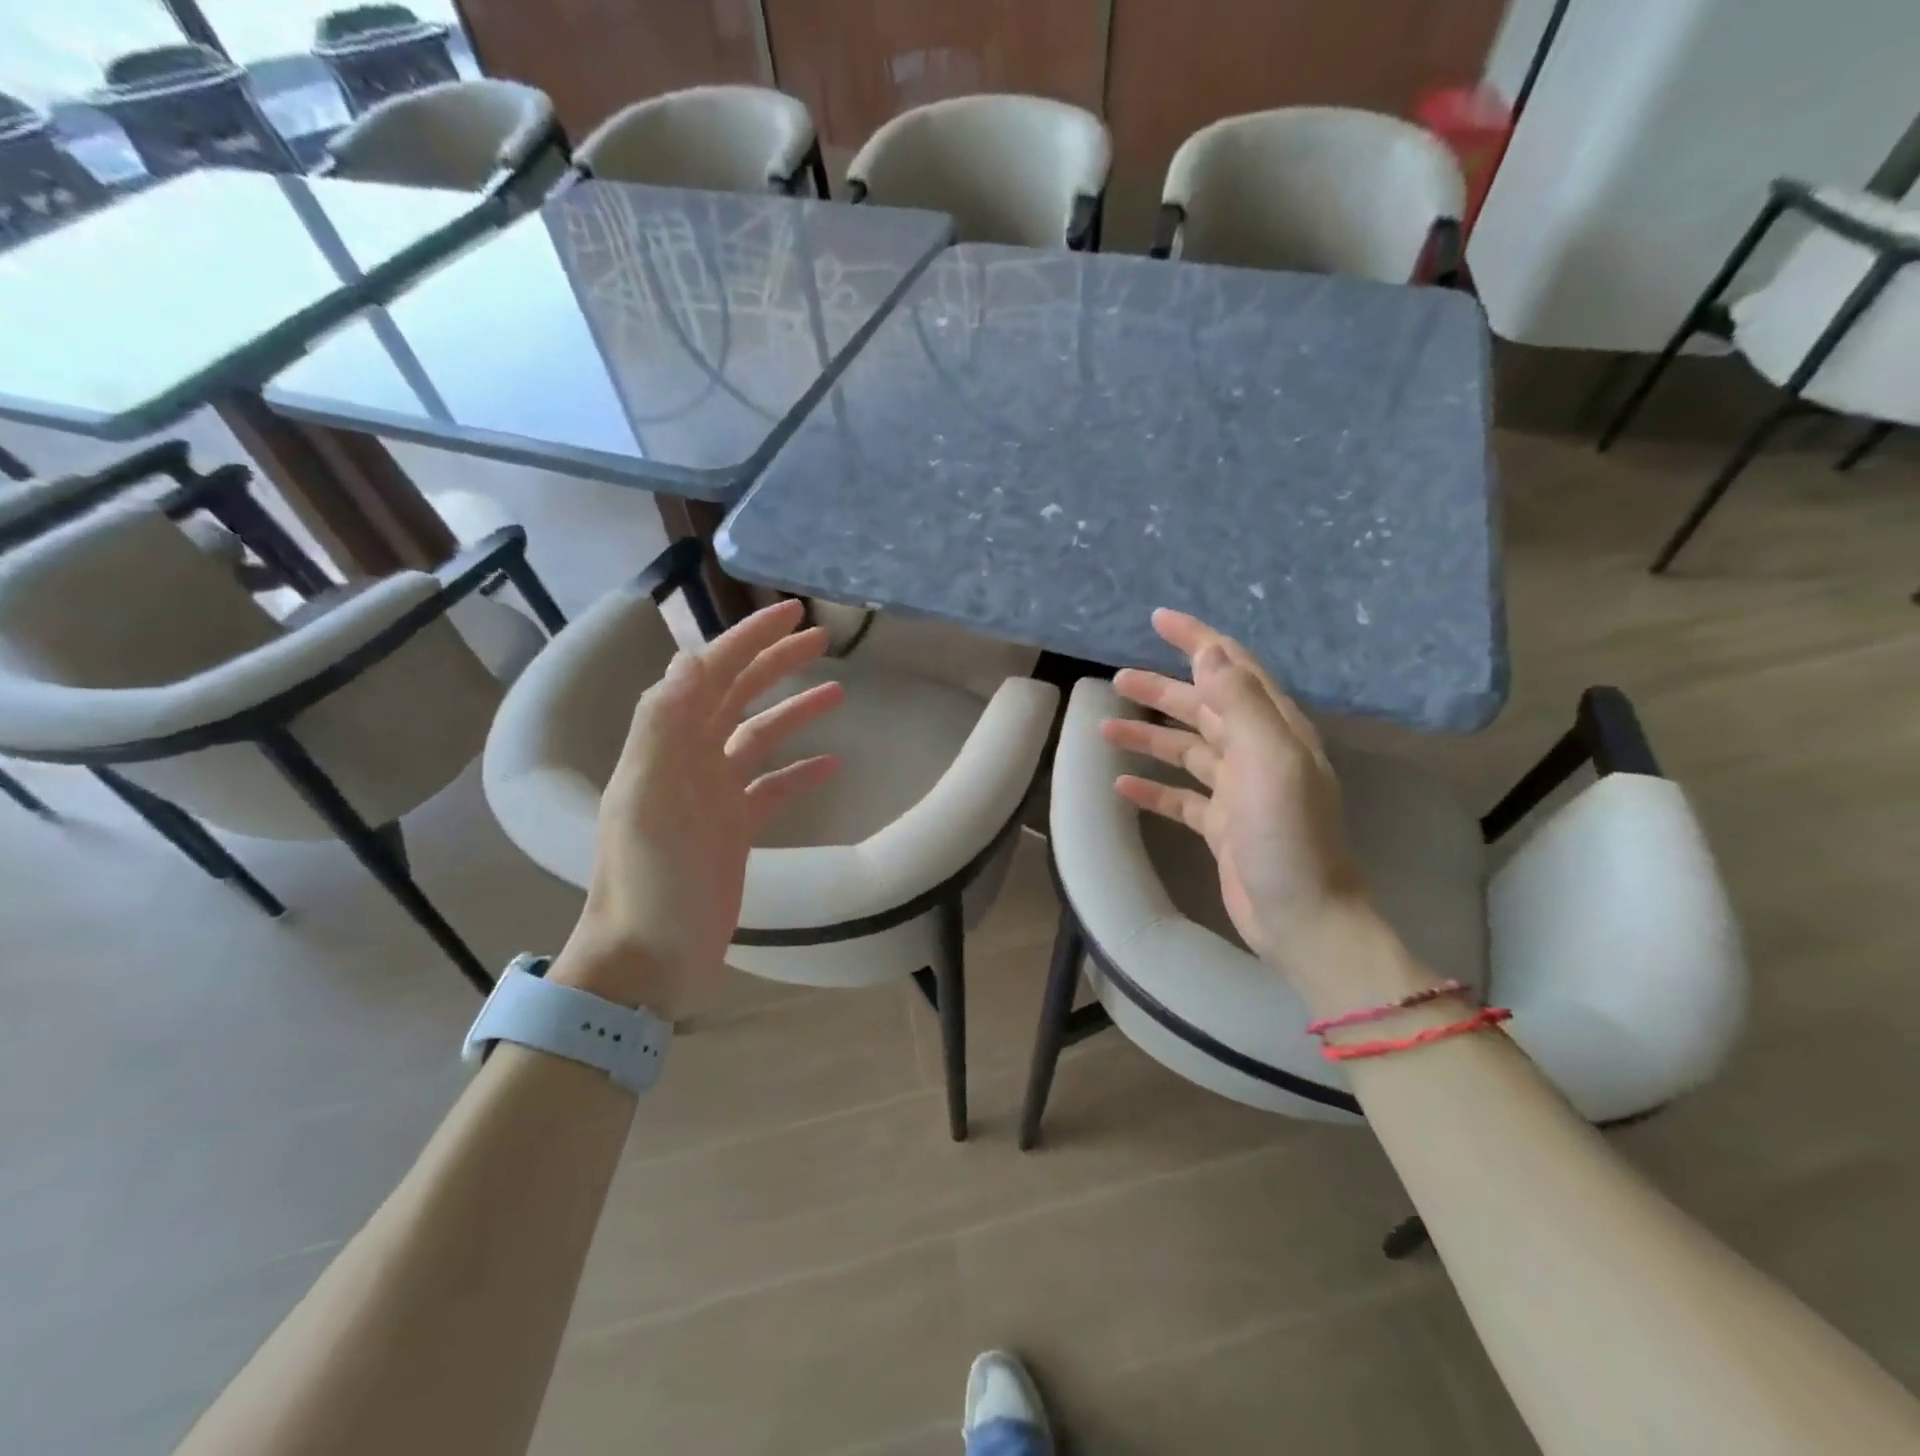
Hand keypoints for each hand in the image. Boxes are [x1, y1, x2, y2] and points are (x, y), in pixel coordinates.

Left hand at [552, 599, 842, 1016]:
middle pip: (735, 696)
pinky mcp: (734, 831)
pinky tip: (831, 764)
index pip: (709, 675)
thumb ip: (665, 727)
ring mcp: (713, 797)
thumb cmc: (651, 883)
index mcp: (667, 747)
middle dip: (775, 663)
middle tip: (822, 640)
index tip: (792, 613)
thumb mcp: (650, 802)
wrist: (648, 962)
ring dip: (793, 711)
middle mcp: (688, 762)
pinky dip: (799, 772)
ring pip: (758, 738)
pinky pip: (772, 788)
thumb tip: (693, 657)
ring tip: (839, 693)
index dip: (747, 640)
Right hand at [1104, 609, 1370, 978]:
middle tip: (1117, 679)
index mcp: (1274, 730)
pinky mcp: (1222, 827)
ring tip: (1104, 728)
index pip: (1233, 668)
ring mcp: (1238, 791)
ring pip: (1186, 750)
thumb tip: (1209, 652)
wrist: (1303, 919)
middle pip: (1203, 707)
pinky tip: (1121, 784)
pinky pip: (1180, 797)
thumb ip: (1241, 703)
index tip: (1159, 619)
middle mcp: (1257, 753)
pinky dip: (1152, 787)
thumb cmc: (1287, 837)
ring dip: (1149, 736)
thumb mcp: (1269, 761)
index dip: (1197, 641)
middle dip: (1162, 690)